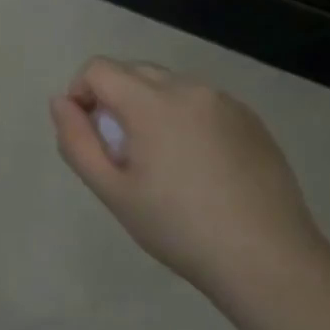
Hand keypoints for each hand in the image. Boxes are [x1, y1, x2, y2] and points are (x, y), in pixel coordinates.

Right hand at [50, 58, 327, 297]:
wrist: (268, 260)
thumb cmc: (179, 228)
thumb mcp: (113, 191)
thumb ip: (77, 141)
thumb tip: (61, 103)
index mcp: (151, 101)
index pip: (98, 69)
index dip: (81, 93)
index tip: (89, 135)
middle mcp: (188, 88)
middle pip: (133, 72)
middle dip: (115, 100)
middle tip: (123, 153)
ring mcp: (225, 102)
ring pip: (169, 87)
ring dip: (151, 108)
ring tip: (164, 163)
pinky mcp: (251, 120)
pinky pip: (203, 104)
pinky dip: (186, 120)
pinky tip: (201, 168)